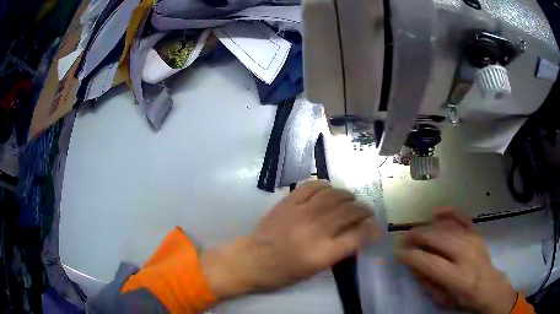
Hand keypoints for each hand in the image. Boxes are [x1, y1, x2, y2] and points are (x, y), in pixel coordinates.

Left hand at [201, 180, 377, 299]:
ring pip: (334, 196)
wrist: (252, 260)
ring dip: (347, 196)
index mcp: (323, 253)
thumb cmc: (283, 272)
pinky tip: (328, 190)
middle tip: (366, 212)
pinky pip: (311, 186)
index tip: (375, 229)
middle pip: (349, 212)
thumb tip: (357, 236)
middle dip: (363, 210)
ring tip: (351, 200)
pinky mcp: (288, 202)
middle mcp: (315, 230)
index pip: (358, 236)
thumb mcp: (315, 270)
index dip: (371, 230)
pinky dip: (325, 186)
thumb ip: (338, 252)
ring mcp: (301, 212)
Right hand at [397, 208, 516, 313]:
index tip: (398, 253)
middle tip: (403, 238)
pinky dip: (449, 212)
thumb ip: (427, 283)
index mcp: (458, 277)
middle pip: (439, 240)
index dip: (412, 256)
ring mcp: (473, 241)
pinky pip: (462, 218)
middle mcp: (467, 255)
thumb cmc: (463, 298)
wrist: (489, 286)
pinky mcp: (477, 233)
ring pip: (448, 228)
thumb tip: (413, 265)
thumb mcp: (442, 300)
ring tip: (414, 230)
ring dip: (428, 227)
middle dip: (418, 236)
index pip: (431, 263)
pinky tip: (436, 212)